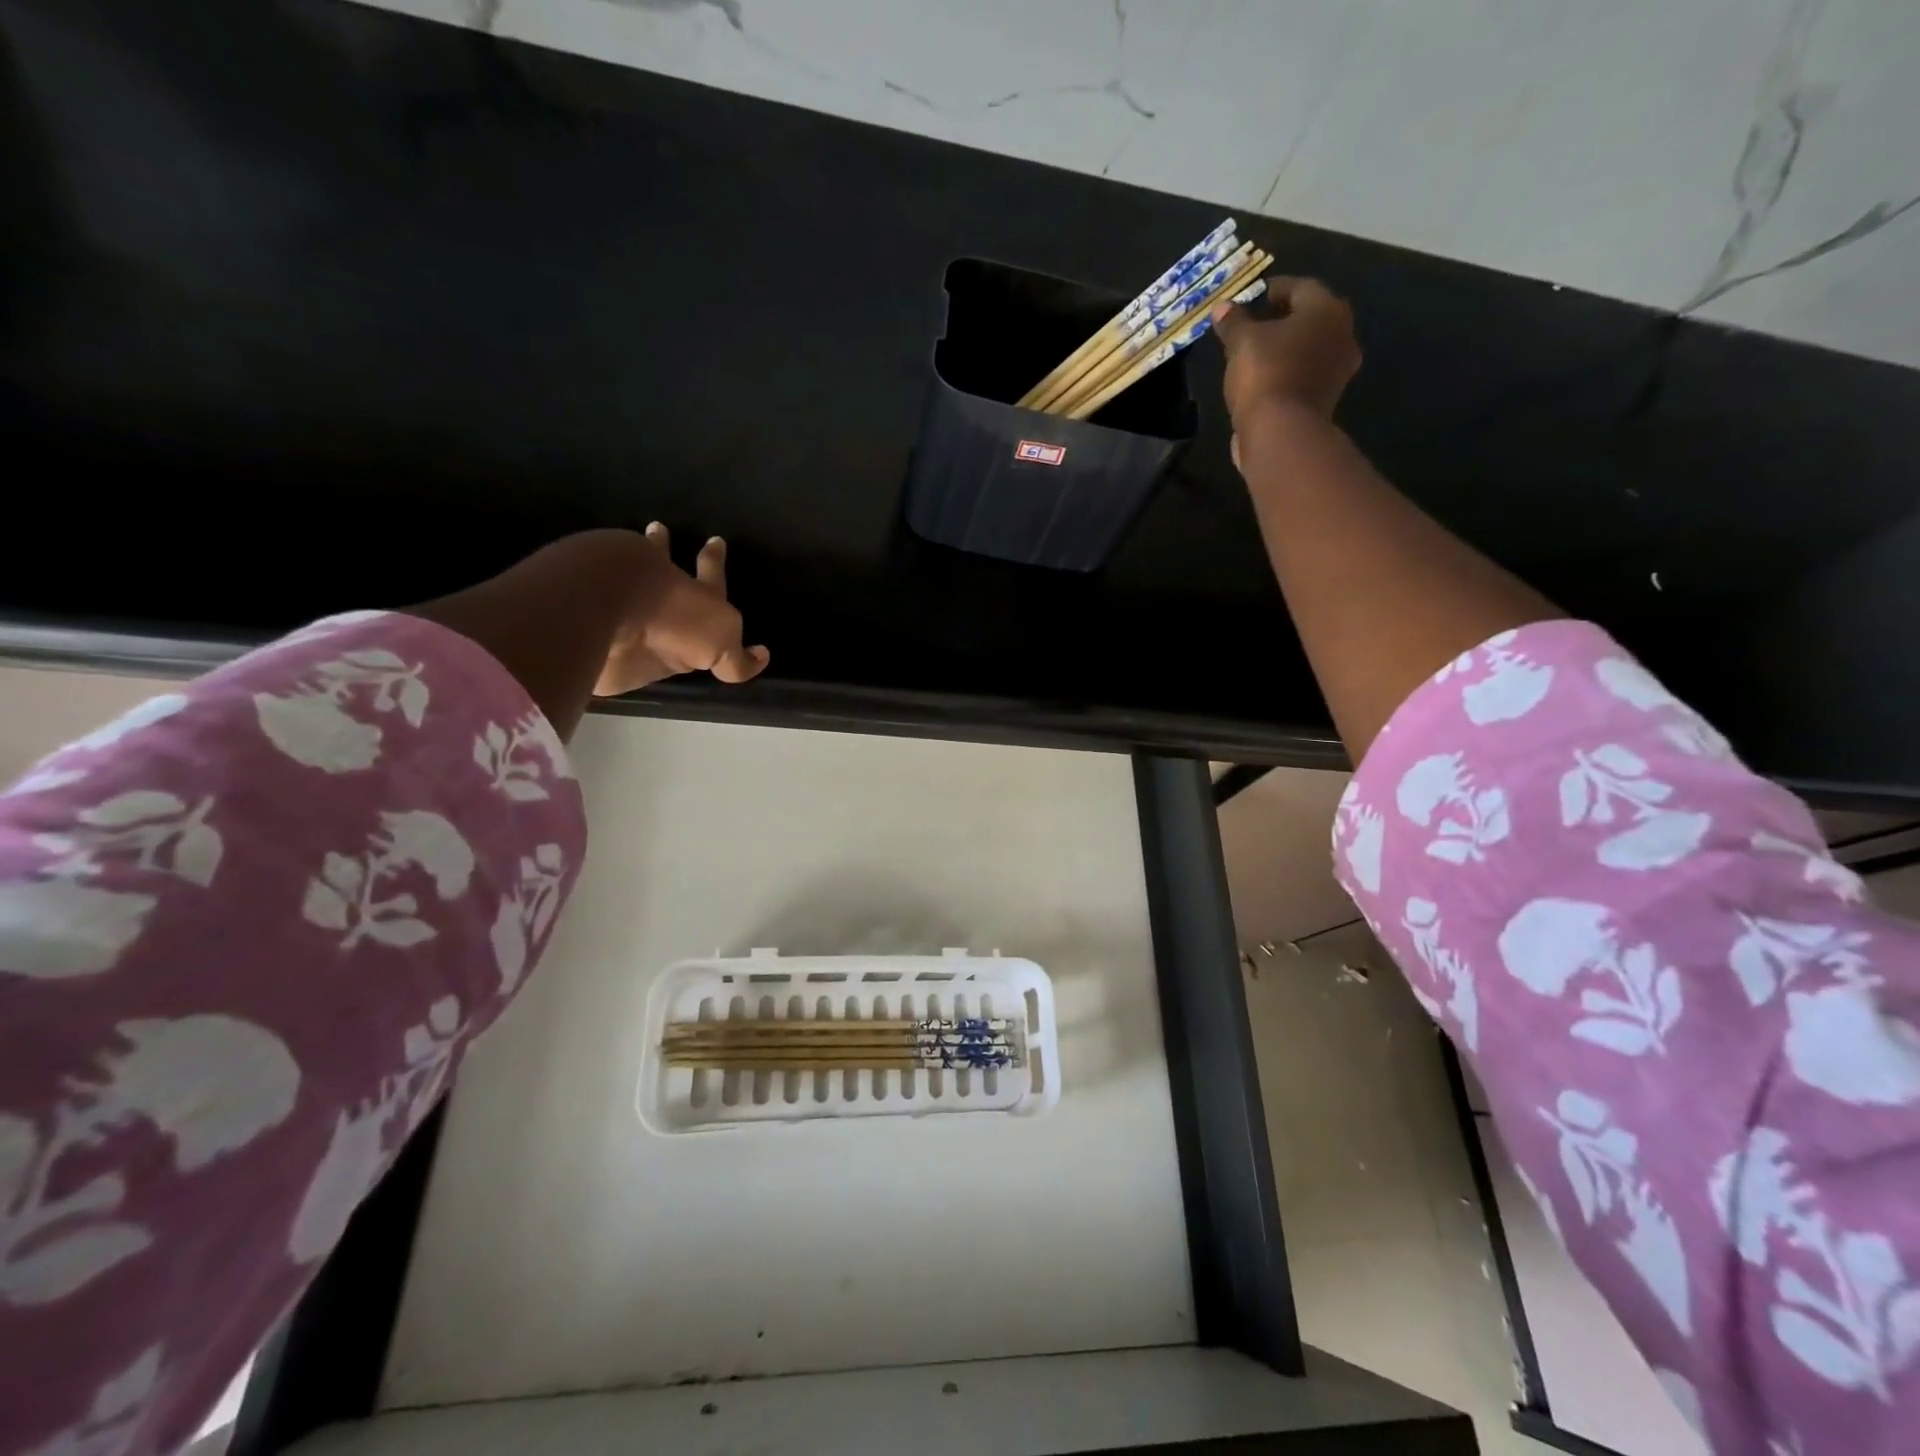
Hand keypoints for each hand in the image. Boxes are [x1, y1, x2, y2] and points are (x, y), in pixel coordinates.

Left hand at [596, 522, 769, 695]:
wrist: (605, 607)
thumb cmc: (673, 620)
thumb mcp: (720, 645)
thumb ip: (737, 659)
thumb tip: (759, 657)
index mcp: (696, 593)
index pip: (712, 574)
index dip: (716, 561)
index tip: (716, 539)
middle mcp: (658, 586)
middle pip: (661, 559)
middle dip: (662, 546)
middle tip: (658, 528)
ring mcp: (617, 590)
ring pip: (622, 567)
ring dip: (620, 558)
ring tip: (617, 549)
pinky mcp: (583, 604)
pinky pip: (588, 584)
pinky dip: (587, 574)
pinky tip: (582, 571)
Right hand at [1211, 277, 1360, 444]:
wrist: (1281, 433)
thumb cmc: (1265, 375)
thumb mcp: (1241, 343)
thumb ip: (1233, 322)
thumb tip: (1222, 307)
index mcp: (1326, 310)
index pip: (1302, 287)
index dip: (1277, 288)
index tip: (1257, 293)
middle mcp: (1342, 335)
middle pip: (1311, 319)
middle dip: (1285, 319)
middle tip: (1259, 322)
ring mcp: (1338, 371)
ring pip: (1310, 349)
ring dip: (1288, 348)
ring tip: (1258, 354)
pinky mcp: (1326, 400)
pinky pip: (1305, 376)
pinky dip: (1288, 372)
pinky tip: (1266, 379)